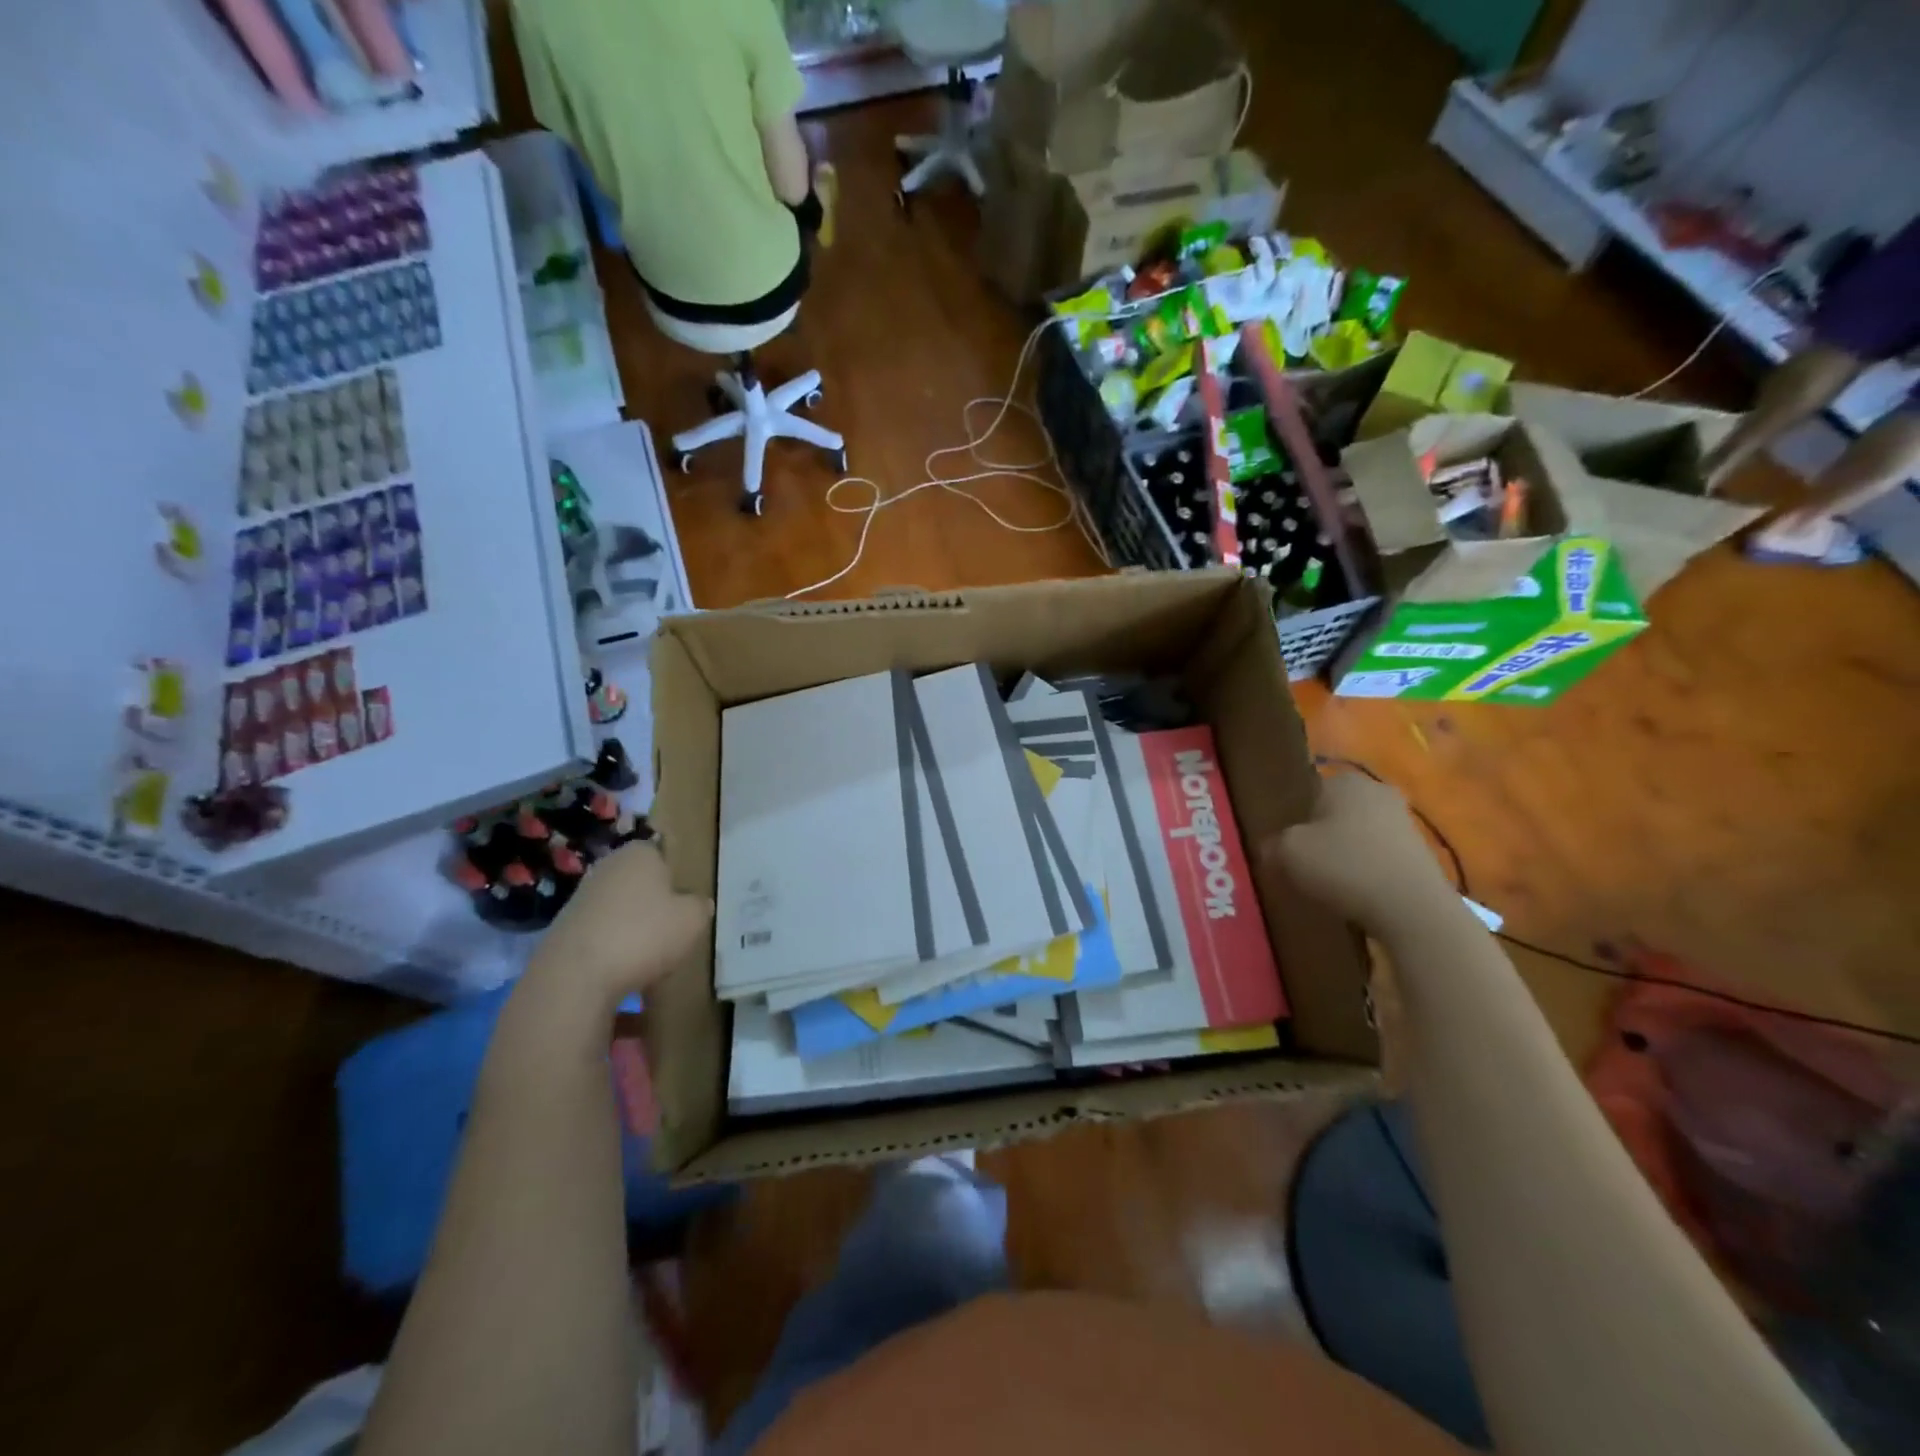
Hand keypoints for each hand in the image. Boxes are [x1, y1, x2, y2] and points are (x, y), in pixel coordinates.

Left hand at [531, 841, 710, 995]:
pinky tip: (623, 974)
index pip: (663, 855)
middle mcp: (607, 867)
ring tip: (650, 961)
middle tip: (673, 933)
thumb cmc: (643, 935)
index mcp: (639, 853)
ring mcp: (581, 898)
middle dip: (654, 907)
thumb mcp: (693, 920)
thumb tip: (697, 904)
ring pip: (621, 912)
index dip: (677, 879)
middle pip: (640, 885)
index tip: (687, 905)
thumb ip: (700, 907)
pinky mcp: (563, 930)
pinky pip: (601, 937)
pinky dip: (613, 952)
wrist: (574, 977)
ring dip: (633, 931)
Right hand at [1266, 772, 1453, 934]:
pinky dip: (1364, 870)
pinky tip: (1353, 893)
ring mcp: (1404, 821)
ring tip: (1325, 882)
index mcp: (1345, 780)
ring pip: (1356, 834)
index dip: (1291, 816)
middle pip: (1333, 812)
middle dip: (1318, 834)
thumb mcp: (1287, 852)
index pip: (1306, 790)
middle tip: (1299, 862)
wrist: (1412, 909)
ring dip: (1342, 854)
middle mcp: (1377, 791)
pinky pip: (1378, 856)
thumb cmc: (1344, 866)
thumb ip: (1271, 844)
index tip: (1282, 842)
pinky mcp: (1420, 852)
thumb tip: (1269, 847)